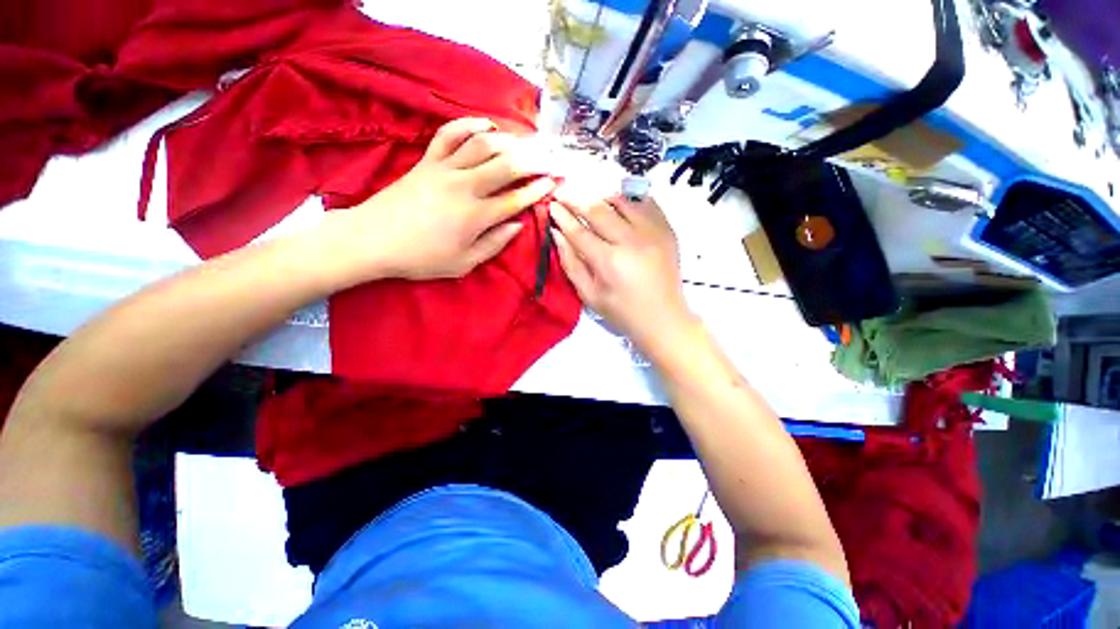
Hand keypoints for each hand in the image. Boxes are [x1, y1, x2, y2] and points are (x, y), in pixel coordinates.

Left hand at [322, 117, 555, 282]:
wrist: (372, 240)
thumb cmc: (421, 258)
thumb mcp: (463, 263)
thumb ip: (494, 244)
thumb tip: (517, 225)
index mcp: (475, 217)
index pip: (515, 199)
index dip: (537, 190)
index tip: (553, 183)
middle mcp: (464, 187)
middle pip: (506, 165)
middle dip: (534, 160)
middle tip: (550, 158)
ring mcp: (444, 169)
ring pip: (483, 145)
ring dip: (509, 141)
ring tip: (527, 143)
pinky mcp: (427, 160)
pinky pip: (449, 134)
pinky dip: (470, 125)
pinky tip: (487, 125)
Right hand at [549, 189, 696, 353]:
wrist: (663, 319)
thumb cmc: (622, 312)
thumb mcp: (589, 295)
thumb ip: (571, 263)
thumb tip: (557, 234)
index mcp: (609, 262)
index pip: (579, 231)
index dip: (562, 216)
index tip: (551, 205)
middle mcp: (631, 241)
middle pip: (598, 210)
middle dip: (576, 199)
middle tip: (563, 192)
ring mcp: (653, 232)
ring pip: (622, 201)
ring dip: (601, 197)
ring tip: (590, 199)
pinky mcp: (667, 230)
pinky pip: (646, 202)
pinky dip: (629, 200)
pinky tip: (619, 205)